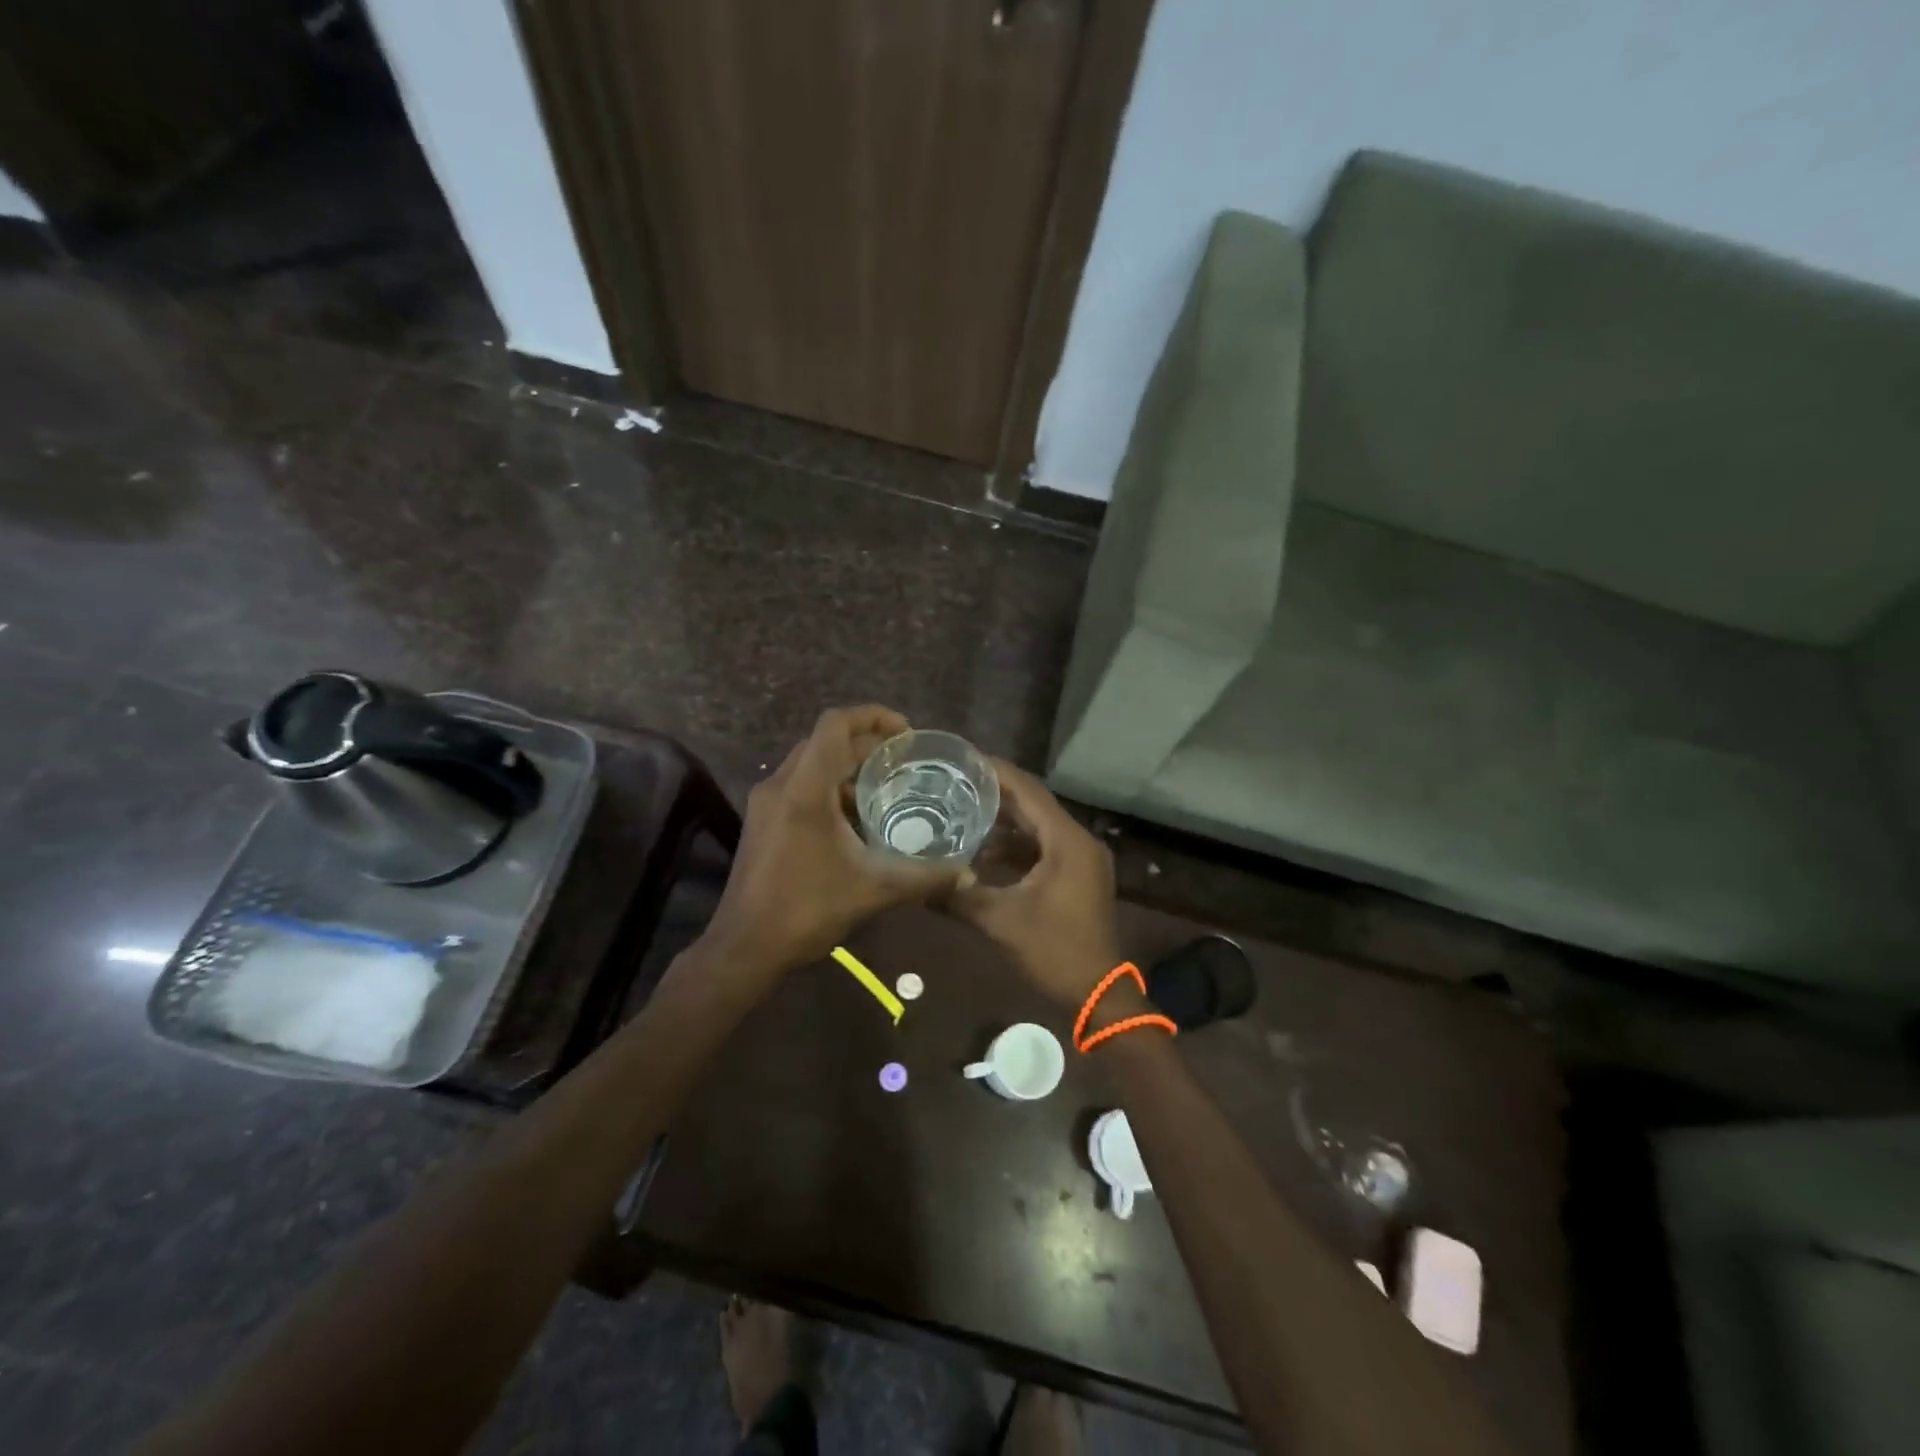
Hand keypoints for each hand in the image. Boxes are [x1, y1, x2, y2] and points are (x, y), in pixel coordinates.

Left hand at [702, 706, 961, 981]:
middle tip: (904, 761)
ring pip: (811, 762)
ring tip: (885, 786)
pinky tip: (856, 818)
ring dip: (847, 765)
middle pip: (825, 740)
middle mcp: (781, 785)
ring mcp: (767, 802)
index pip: (835, 725)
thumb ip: (923, 877)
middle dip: (866, 742)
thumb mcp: (873, 891)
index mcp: (804, 790)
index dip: (873, 716)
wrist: (745, 947)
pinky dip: (830, 787)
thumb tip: (966, 871)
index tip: (907, 733)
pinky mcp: (763, 820)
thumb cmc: (805, 911)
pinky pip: (801, 784)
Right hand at [949, 758, 1122, 1008]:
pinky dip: (1015, 845)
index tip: (963, 758)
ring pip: (1037, 826)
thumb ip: (960, 897)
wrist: (1098, 994)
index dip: (996, 772)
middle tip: (955, 780)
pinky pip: (1042, 847)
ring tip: (962, 809)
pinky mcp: (1076, 875)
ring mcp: (1080, 858)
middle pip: (1033, 804)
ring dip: (1004, 820)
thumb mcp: (1001, 922)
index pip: (1028, 791)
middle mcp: (1077, 841)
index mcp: (1066, 841)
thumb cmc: (1054, 951)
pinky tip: (984, 851)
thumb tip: (918, 883)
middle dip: (995, 793)